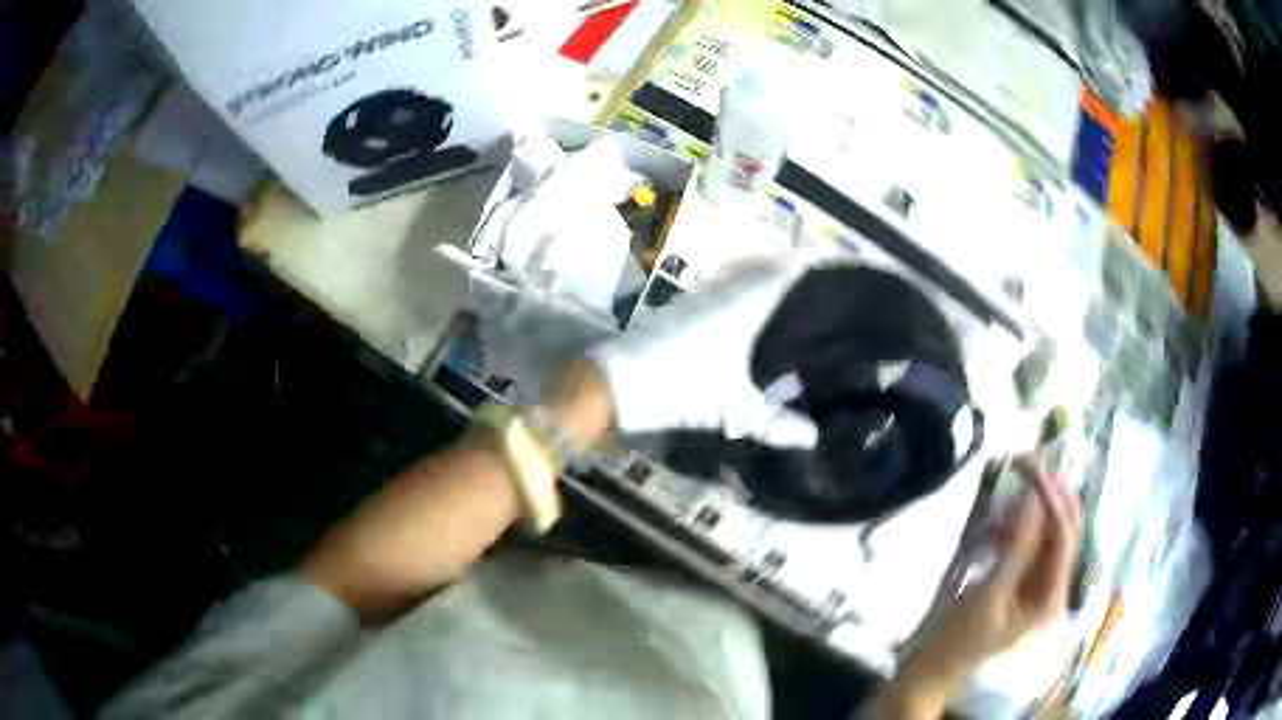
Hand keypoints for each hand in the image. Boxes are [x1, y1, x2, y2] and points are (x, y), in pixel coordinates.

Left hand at [589, 252, 822, 444]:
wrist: (617, 385)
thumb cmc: (682, 390)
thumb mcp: (733, 411)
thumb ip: (774, 423)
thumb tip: (812, 437)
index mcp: (741, 305)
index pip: (782, 270)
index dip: (807, 263)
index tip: (830, 266)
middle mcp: (720, 290)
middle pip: (761, 264)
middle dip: (787, 267)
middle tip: (813, 283)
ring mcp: (695, 296)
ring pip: (737, 273)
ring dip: (760, 275)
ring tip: (785, 293)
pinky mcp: (678, 307)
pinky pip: (718, 285)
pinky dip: (737, 288)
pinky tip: (743, 312)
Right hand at [867, 469, 1081, 717]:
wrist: (934, 665)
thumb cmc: (960, 637)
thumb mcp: (990, 594)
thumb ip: (1018, 547)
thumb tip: (1035, 497)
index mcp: (1051, 596)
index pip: (1064, 537)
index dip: (1054, 500)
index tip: (1035, 470)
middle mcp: (1051, 584)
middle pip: (1062, 529)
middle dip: (1051, 496)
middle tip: (1031, 462)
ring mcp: (1035, 580)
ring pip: (1044, 532)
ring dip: (1031, 509)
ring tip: (1010, 493)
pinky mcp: (1018, 578)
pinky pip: (1026, 541)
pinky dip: (1016, 525)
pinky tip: (999, 519)